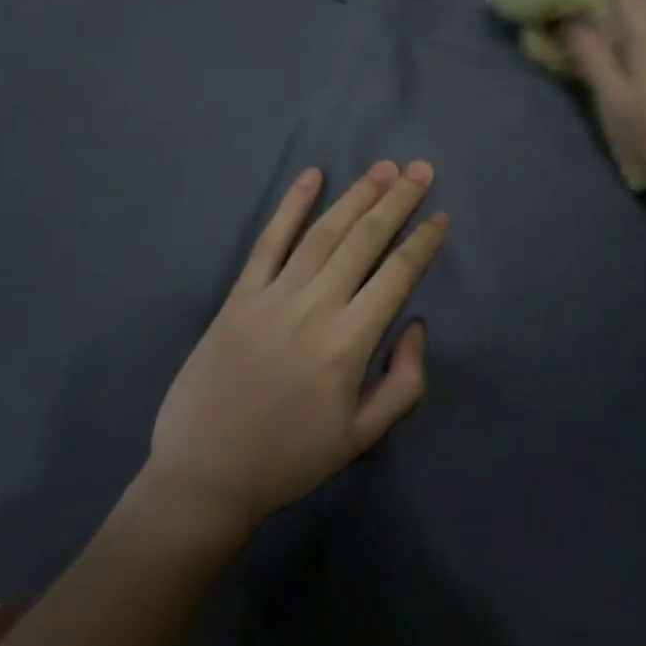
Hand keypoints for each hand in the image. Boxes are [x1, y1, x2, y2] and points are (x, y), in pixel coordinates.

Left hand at [143, 162, 446, 544]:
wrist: (206, 476)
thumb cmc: (290, 459)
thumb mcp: (363, 436)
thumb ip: (405, 382)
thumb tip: (415, 326)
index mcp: (349, 342)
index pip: (397, 275)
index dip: (423, 241)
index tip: (440, 215)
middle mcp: (315, 307)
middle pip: (364, 240)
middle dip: (397, 201)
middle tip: (421, 169)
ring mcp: (273, 296)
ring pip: (323, 233)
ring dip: (356, 196)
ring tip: (383, 169)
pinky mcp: (240, 296)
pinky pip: (269, 242)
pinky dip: (291, 206)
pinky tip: (311, 176)